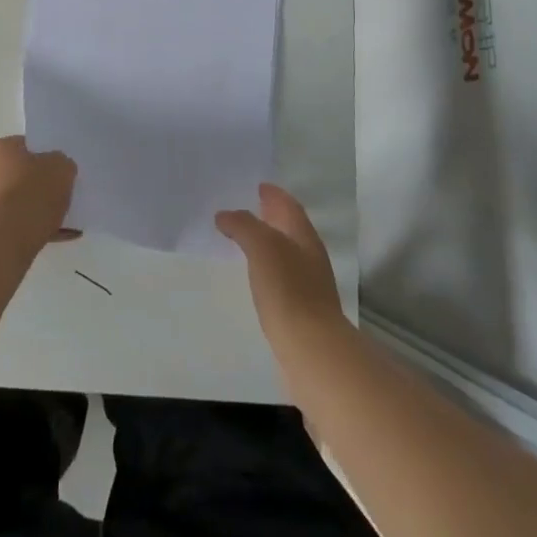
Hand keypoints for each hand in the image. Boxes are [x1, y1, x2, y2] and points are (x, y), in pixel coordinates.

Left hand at [0, 135, 78, 239]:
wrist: (5, 241)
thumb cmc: (32, 193)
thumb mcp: (62, 167)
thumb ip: (62, 164)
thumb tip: (58, 170)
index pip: (27, 146)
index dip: (47, 156)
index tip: (62, 170)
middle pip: (21, 175)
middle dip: (42, 185)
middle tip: (64, 194)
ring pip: (19, 202)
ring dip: (39, 210)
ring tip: (66, 221)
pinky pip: (17, 225)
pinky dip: (35, 229)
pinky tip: (59, 237)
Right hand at [217, 183, 342, 344]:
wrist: (312, 350)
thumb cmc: (288, 290)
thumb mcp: (262, 247)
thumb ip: (243, 225)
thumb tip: (225, 215)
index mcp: (304, 236)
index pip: (289, 206)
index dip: (275, 194)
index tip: (259, 185)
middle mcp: (310, 256)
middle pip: (291, 228)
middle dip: (272, 216)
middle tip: (249, 207)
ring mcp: (308, 284)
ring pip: (286, 253)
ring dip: (269, 242)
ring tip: (245, 240)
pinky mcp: (301, 310)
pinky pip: (282, 277)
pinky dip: (268, 267)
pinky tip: (255, 276)